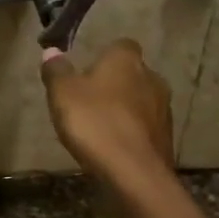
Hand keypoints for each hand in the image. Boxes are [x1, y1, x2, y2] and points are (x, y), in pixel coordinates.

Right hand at [42, 39, 174, 182]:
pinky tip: (114, 147)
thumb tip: (51, 51)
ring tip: (100, 128)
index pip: (120, 46)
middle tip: (89, 102)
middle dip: (114, 85)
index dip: (104, 57)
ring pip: (140, 101)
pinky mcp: (167, 137)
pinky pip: (145, 127)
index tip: (87, 72)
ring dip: (124, 110)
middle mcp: (152, 77)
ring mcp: (164, 108)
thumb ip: (56, 71)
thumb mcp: (63, 94)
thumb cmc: (95, 123)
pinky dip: (132, 132)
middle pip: (131, 74)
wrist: (134, 172)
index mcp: (126, 60)